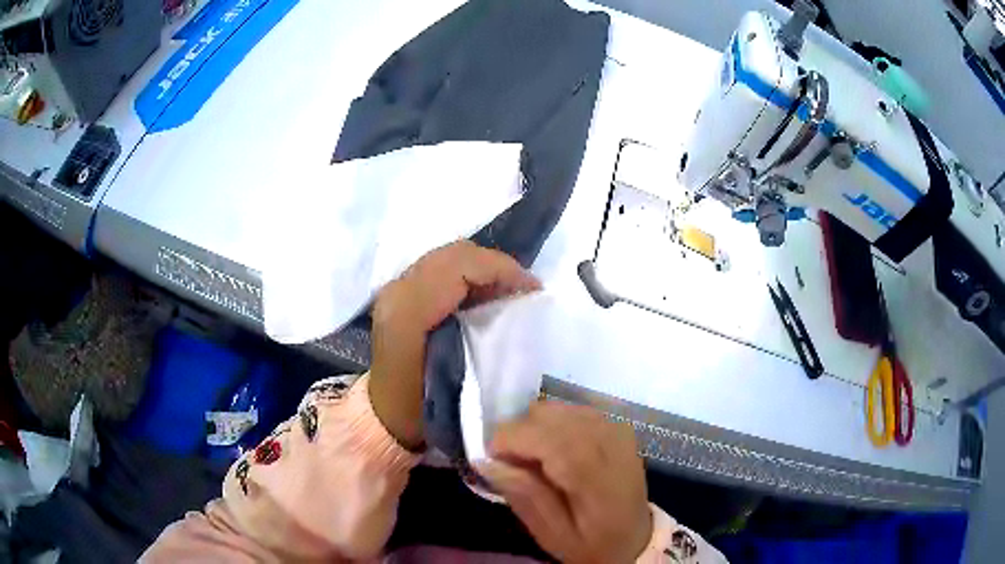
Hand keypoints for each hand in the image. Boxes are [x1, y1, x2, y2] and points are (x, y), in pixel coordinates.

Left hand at [369, 241, 539, 449]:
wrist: (385, 413)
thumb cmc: (422, 406)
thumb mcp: (458, 380)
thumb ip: (485, 340)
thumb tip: (519, 309)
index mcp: (409, 310)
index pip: (460, 266)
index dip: (501, 269)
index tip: (533, 289)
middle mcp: (398, 290)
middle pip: (455, 254)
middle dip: (496, 265)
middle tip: (525, 288)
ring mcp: (395, 287)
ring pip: (448, 256)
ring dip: (483, 268)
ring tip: (510, 290)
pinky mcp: (399, 292)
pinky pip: (440, 266)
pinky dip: (469, 274)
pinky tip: (486, 294)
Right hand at [477, 402, 651, 563]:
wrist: (634, 536)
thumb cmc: (591, 542)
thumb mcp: (552, 534)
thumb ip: (524, 496)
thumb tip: (486, 460)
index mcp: (599, 479)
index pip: (552, 440)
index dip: (512, 439)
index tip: (490, 457)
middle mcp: (611, 443)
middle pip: (550, 416)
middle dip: (519, 434)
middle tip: (512, 465)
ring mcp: (616, 428)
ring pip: (556, 407)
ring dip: (534, 428)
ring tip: (534, 460)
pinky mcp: (615, 423)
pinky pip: (569, 409)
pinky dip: (551, 424)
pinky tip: (553, 449)